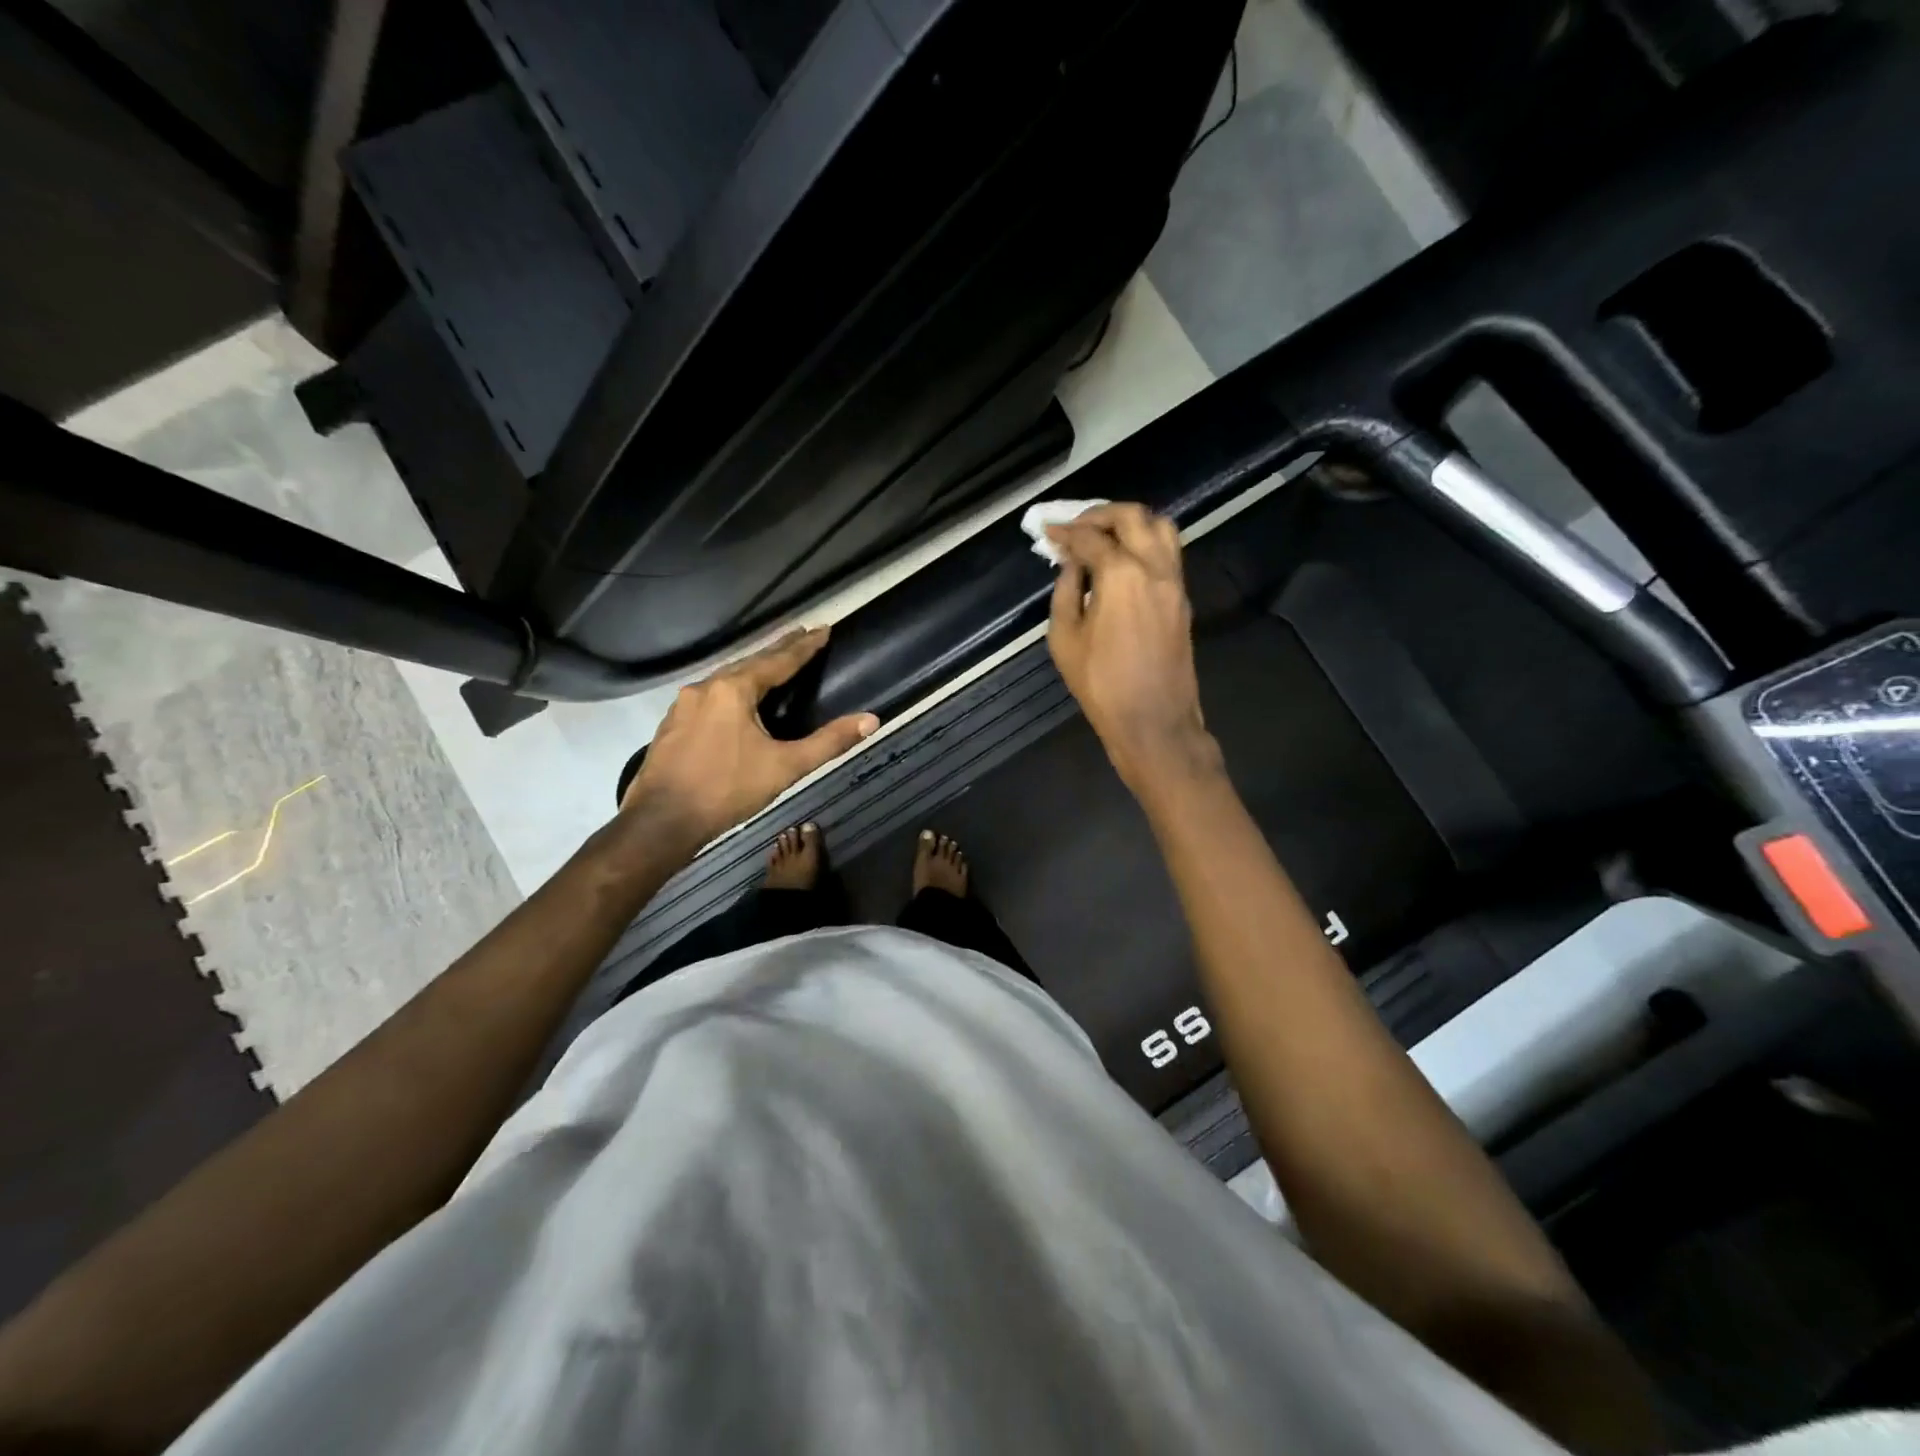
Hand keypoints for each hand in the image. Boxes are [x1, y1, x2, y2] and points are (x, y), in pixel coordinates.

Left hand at [623, 628, 877, 845]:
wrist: (662, 821)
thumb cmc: (727, 790)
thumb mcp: (785, 767)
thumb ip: (829, 742)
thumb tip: (871, 720)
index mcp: (734, 690)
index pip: (779, 661)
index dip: (805, 647)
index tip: (823, 629)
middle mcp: (706, 687)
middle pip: (750, 663)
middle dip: (778, 651)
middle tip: (802, 637)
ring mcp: (684, 705)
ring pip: (726, 678)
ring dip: (753, 669)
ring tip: (773, 664)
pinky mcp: (672, 723)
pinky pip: (710, 696)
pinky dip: (731, 689)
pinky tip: (735, 701)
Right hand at [1046, 503, 1221, 796]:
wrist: (1153, 722)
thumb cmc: (1101, 685)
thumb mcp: (1065, 639)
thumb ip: (1066, 592)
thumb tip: (1071, 565)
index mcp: (1122, 574)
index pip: (1091, 537)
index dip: (1065, 531)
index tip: (1047, 531)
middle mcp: (1155, 567)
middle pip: (1133, 517)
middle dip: (1100, 514)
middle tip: (1076, 525)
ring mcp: (1175, 582)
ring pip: (1161, 528)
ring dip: (1130, 523)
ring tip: (1104, 537)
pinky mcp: (1183, 599)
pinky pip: (1167, 554)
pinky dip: (1144, 544)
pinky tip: (1122, 561)